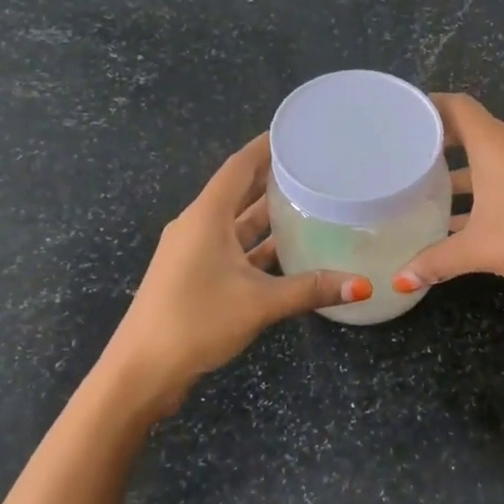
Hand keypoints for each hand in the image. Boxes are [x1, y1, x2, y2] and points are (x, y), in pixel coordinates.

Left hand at [103, 135, 370, 410]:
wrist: (140, 371)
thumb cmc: (195, 322)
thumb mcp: (259, 303)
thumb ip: (310, 289)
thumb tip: (363, 285)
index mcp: (206, 217)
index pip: (239, 166)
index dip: (266, 146)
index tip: (297, 132)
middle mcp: (198, 226)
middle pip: (239, 191)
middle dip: (272, 177)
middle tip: (314, 167)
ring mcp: (193, 252)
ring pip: (236, 223)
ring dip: (266, 214)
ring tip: (308, 201)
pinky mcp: (194, 276)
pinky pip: (232, 249)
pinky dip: (257, 246)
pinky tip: (287, 250)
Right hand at [393, 94, 503, 294]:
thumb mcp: (480, 249)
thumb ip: (437, 261)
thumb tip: (401, 280)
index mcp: (493, 143)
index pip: (455, 105)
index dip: (428, 105)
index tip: (401, 118)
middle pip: (470, 132)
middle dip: (438, 146)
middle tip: (405, 160)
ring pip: (489, 160)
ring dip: (461, 175)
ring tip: (427, 195)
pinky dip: (484, 191)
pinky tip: (466, 223)